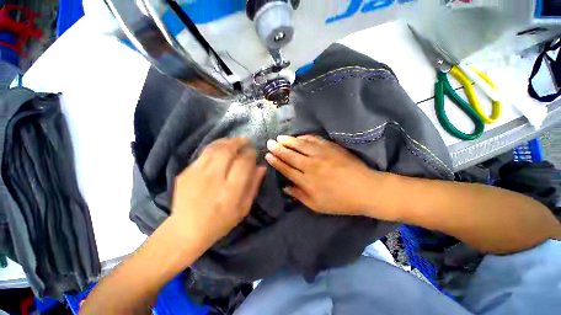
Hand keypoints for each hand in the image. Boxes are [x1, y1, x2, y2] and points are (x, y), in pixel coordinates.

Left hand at [171, 138, 265, 248]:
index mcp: (231, 190)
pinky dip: (214, 148)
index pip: (244, 162)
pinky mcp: (185, 173)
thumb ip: (253, 186)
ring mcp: (197, 174)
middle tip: (245, 141)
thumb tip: (261, 167)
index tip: (254, 151)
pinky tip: (220, 149)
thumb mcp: (243, 208)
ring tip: (234, 142)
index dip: (250, 153)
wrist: (186, 230)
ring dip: (227, 141)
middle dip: (239, 142)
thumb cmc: (221, 221)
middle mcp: (214, 179)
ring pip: (214, 148)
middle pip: (228, 150)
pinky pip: (203, 154)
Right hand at [265, 135, 381, 216]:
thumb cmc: (340, 201)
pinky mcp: (331, 147)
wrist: (365, 189)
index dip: (276, 161)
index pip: (286, 169)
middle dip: (278, 148)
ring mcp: (321, 155)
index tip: (268, 155)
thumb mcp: (317, 206)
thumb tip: (285, 187)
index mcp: (307, 181)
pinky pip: (314, 140)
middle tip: (269, 142)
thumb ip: (299, 196)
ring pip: (300, 145)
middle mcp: (311, 166)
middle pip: (290, 155)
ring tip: (280, 137)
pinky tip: (299, 137)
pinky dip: (304, 137)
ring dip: (288, 140)